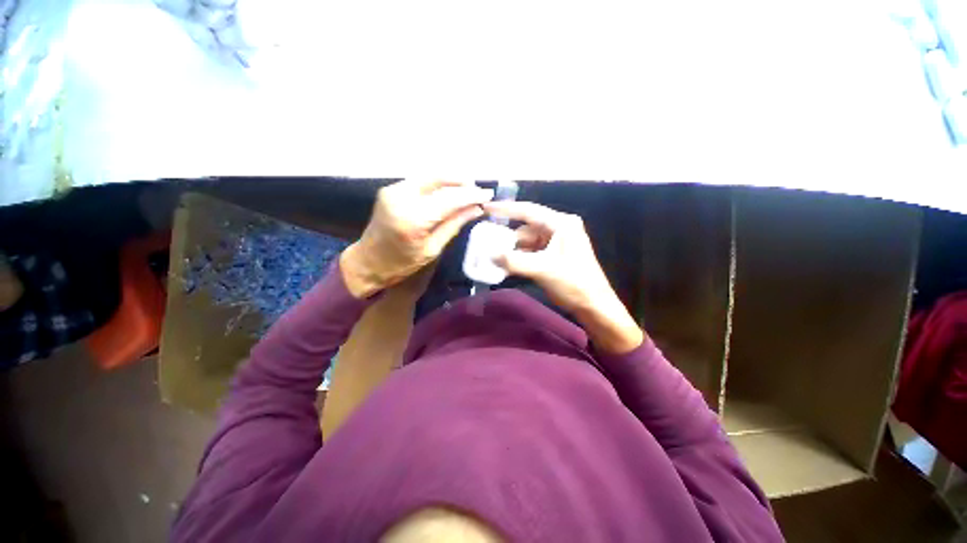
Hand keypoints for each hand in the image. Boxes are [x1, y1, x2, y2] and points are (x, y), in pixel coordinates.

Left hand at [341, 179, 492, 297]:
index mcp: (413, 219)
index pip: (450, 199)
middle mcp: (402, 197)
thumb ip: (454, 224)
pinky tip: (448, 192)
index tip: (488, 195)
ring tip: (467, 191)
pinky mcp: (391, 189)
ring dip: (450, 181)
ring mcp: (393, 190)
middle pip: (439, 178)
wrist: (368, 262)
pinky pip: (420, 182)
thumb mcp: (433, 249)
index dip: (471, 195)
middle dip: (461, 181)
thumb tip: (476, 209)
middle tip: (478, 190)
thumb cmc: (402, 264)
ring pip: (430, 176)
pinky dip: (437, 184)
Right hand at [484, 201, 643, 353]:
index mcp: (561, 224)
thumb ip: (514, 261)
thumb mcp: (543, 269)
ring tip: (494, 258)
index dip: (506, 209)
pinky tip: (506, 266)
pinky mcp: (553, 255)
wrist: (594, 305)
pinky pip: (531, 252)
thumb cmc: (574, 282)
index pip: (529, 211)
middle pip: (526, 228)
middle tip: (487, 243)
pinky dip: (519, 258)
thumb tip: (490, 255)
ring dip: (512, 251)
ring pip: (527, 242)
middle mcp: (558, 229)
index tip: (486, 208)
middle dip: (508, 238)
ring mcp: (556, 243)